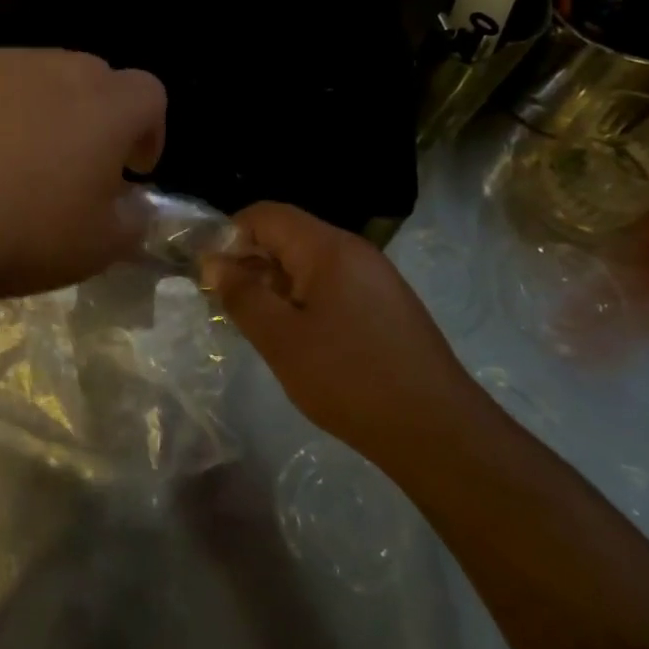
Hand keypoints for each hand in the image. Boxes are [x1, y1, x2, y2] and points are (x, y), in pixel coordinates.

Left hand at [0, 49, 166, 301]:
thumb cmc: (19, 233)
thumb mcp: (97, 248)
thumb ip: (133, 220)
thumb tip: (133, 204)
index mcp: (104, 106)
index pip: (150, 94)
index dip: (149, 130)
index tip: (131, 169)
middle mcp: (55, 69)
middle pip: (95, 77)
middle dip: (98, 116)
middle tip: (77, 164)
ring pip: (39, 76)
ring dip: (45, 109)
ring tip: (18, 158)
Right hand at [204, 203, 479, 466]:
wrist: (439, 433)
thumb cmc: (350, 379)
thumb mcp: (281, 339)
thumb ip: (242, 295)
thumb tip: (213, 262)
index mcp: (328, 248)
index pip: (265, 214)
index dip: (230, 235)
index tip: (210, 273)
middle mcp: (354, 252)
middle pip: (288, 235)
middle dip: (250, 261)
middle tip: (226, 303)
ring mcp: (375, 278)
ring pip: (308, 263)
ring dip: (275, 284)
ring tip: (257, 324)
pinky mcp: (386, 305)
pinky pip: (331, 285)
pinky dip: (303, 300)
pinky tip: (297, 339)